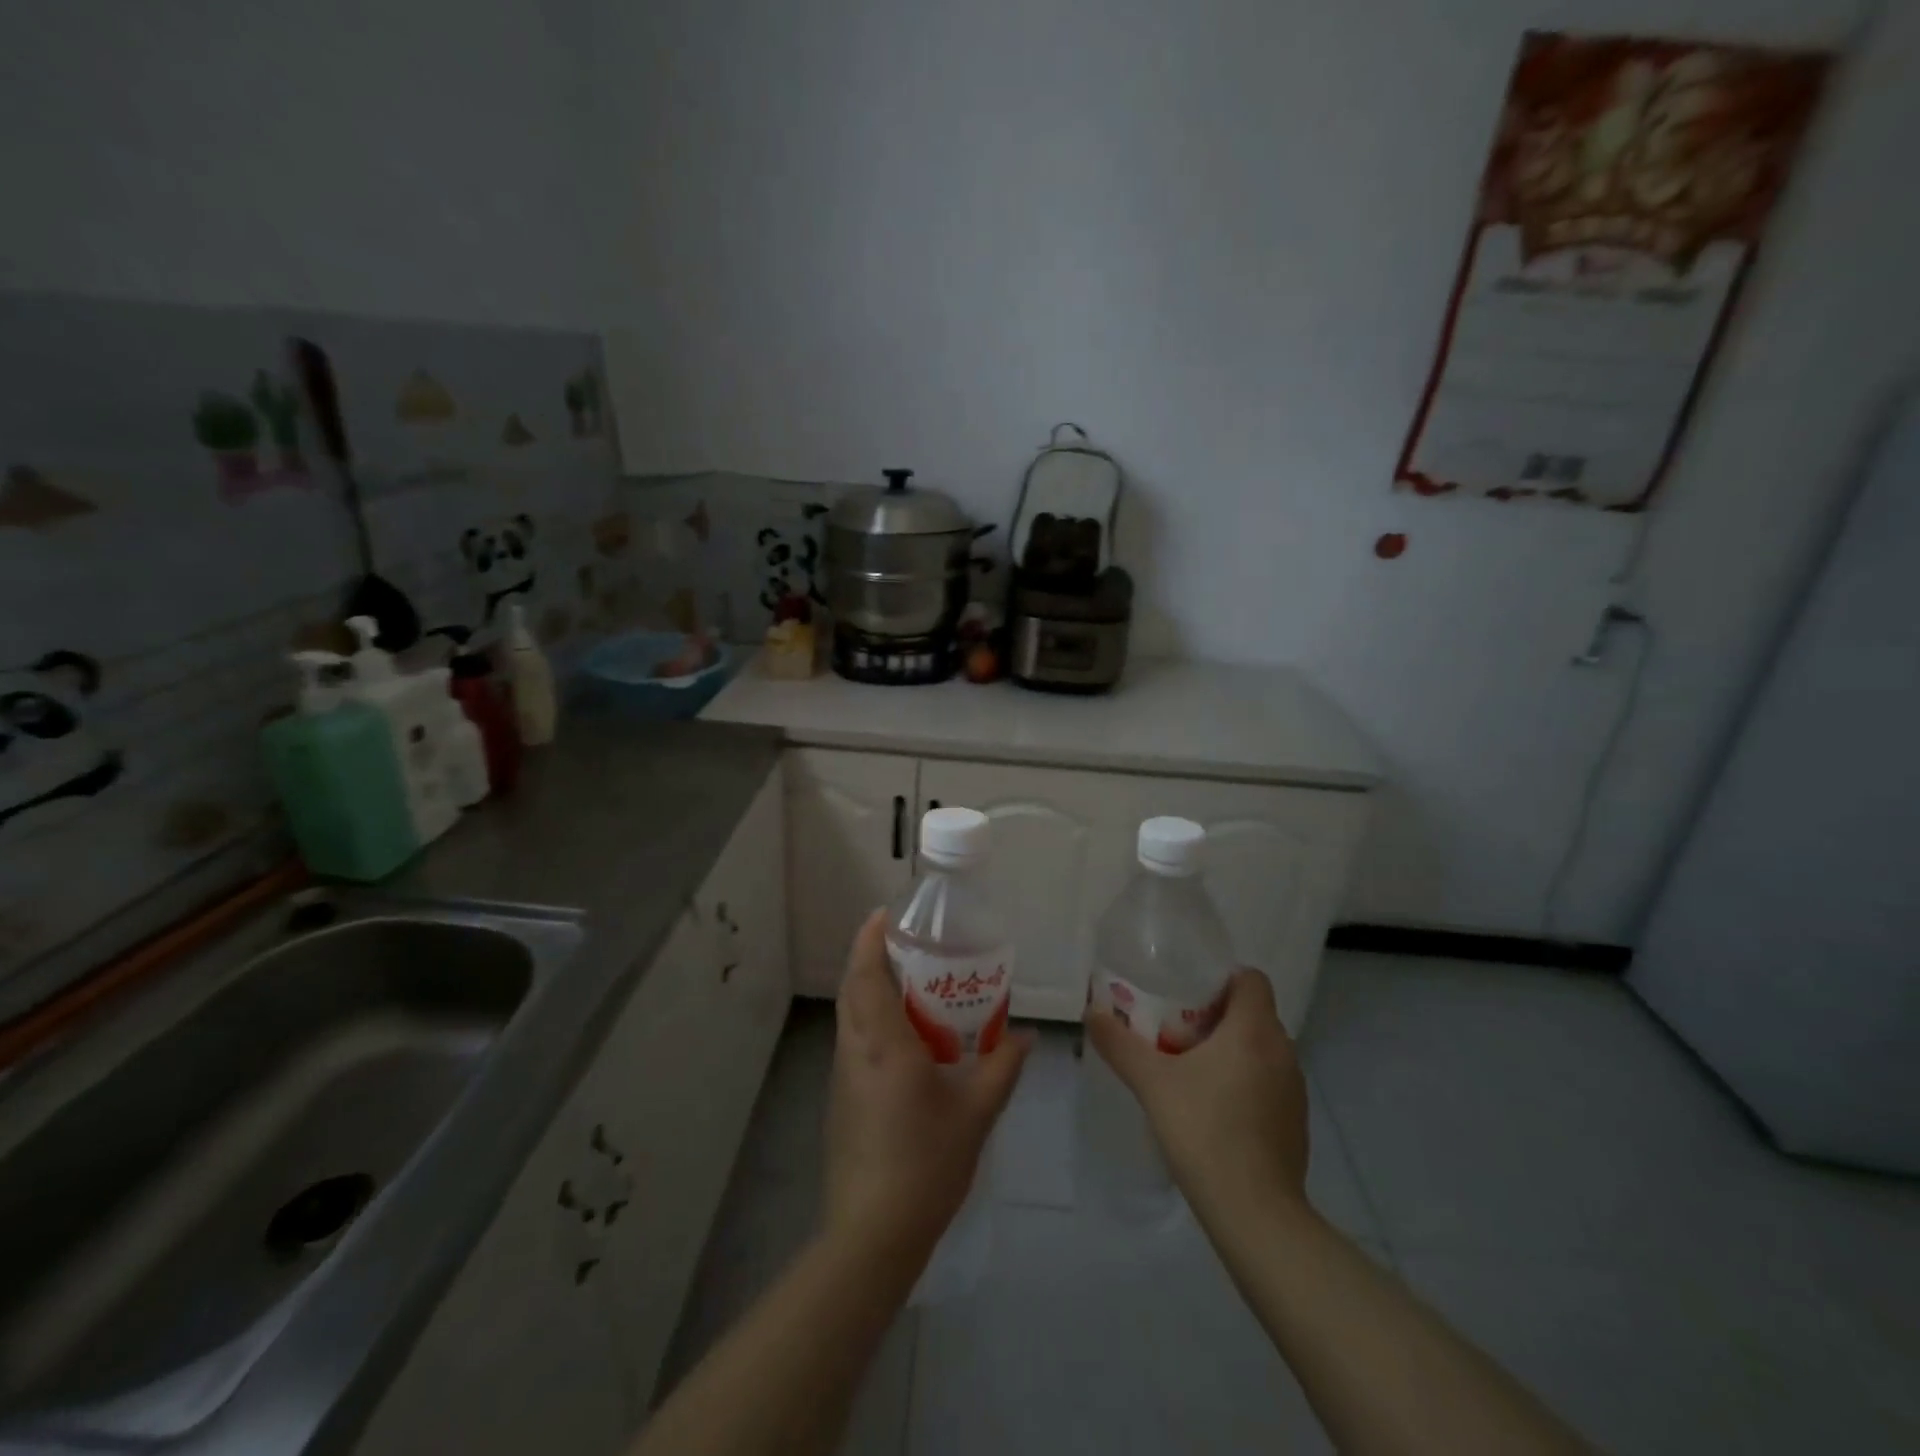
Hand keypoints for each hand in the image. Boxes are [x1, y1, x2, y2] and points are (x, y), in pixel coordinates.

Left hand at [824, 910, 1029, 1264]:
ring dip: (870, 988)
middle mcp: (855, 1050)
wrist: (872, 1234)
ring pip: (850, 1014)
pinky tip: (905, 1037)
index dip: (870, 939)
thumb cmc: (926, 1164)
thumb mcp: (976, 1113)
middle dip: (870, 956)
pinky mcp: (841, 1098)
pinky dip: (871, 1019)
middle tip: (907, 943)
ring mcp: (843, 1075)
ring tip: (910, 982)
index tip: (886, 914)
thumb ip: (1002, 1068)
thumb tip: (1026, 1036)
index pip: (866, 975)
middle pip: (852, 987)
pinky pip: (854, 1040)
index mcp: (883, 1044)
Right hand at [1085, 969, 1310, 1220]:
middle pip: (1253, 1013)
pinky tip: (1215, 1109)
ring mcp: (1295, 1090)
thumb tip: (1091, 1012)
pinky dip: (1246, 1082)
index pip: (1251, 978)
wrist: (1255, 1212)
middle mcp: (1283, 1051)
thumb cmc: (1204, 1130)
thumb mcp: (1151, 1082)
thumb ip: (1119, 1044)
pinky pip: (1269, 1083)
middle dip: (1217, 1015)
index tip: (1188, 993)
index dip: (1221, 978)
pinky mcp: (1296, 1123)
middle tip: (1177, 1030)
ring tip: (1191, 1069)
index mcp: (1254, 1029)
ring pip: (1262, 1049)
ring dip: (1232, 1050)